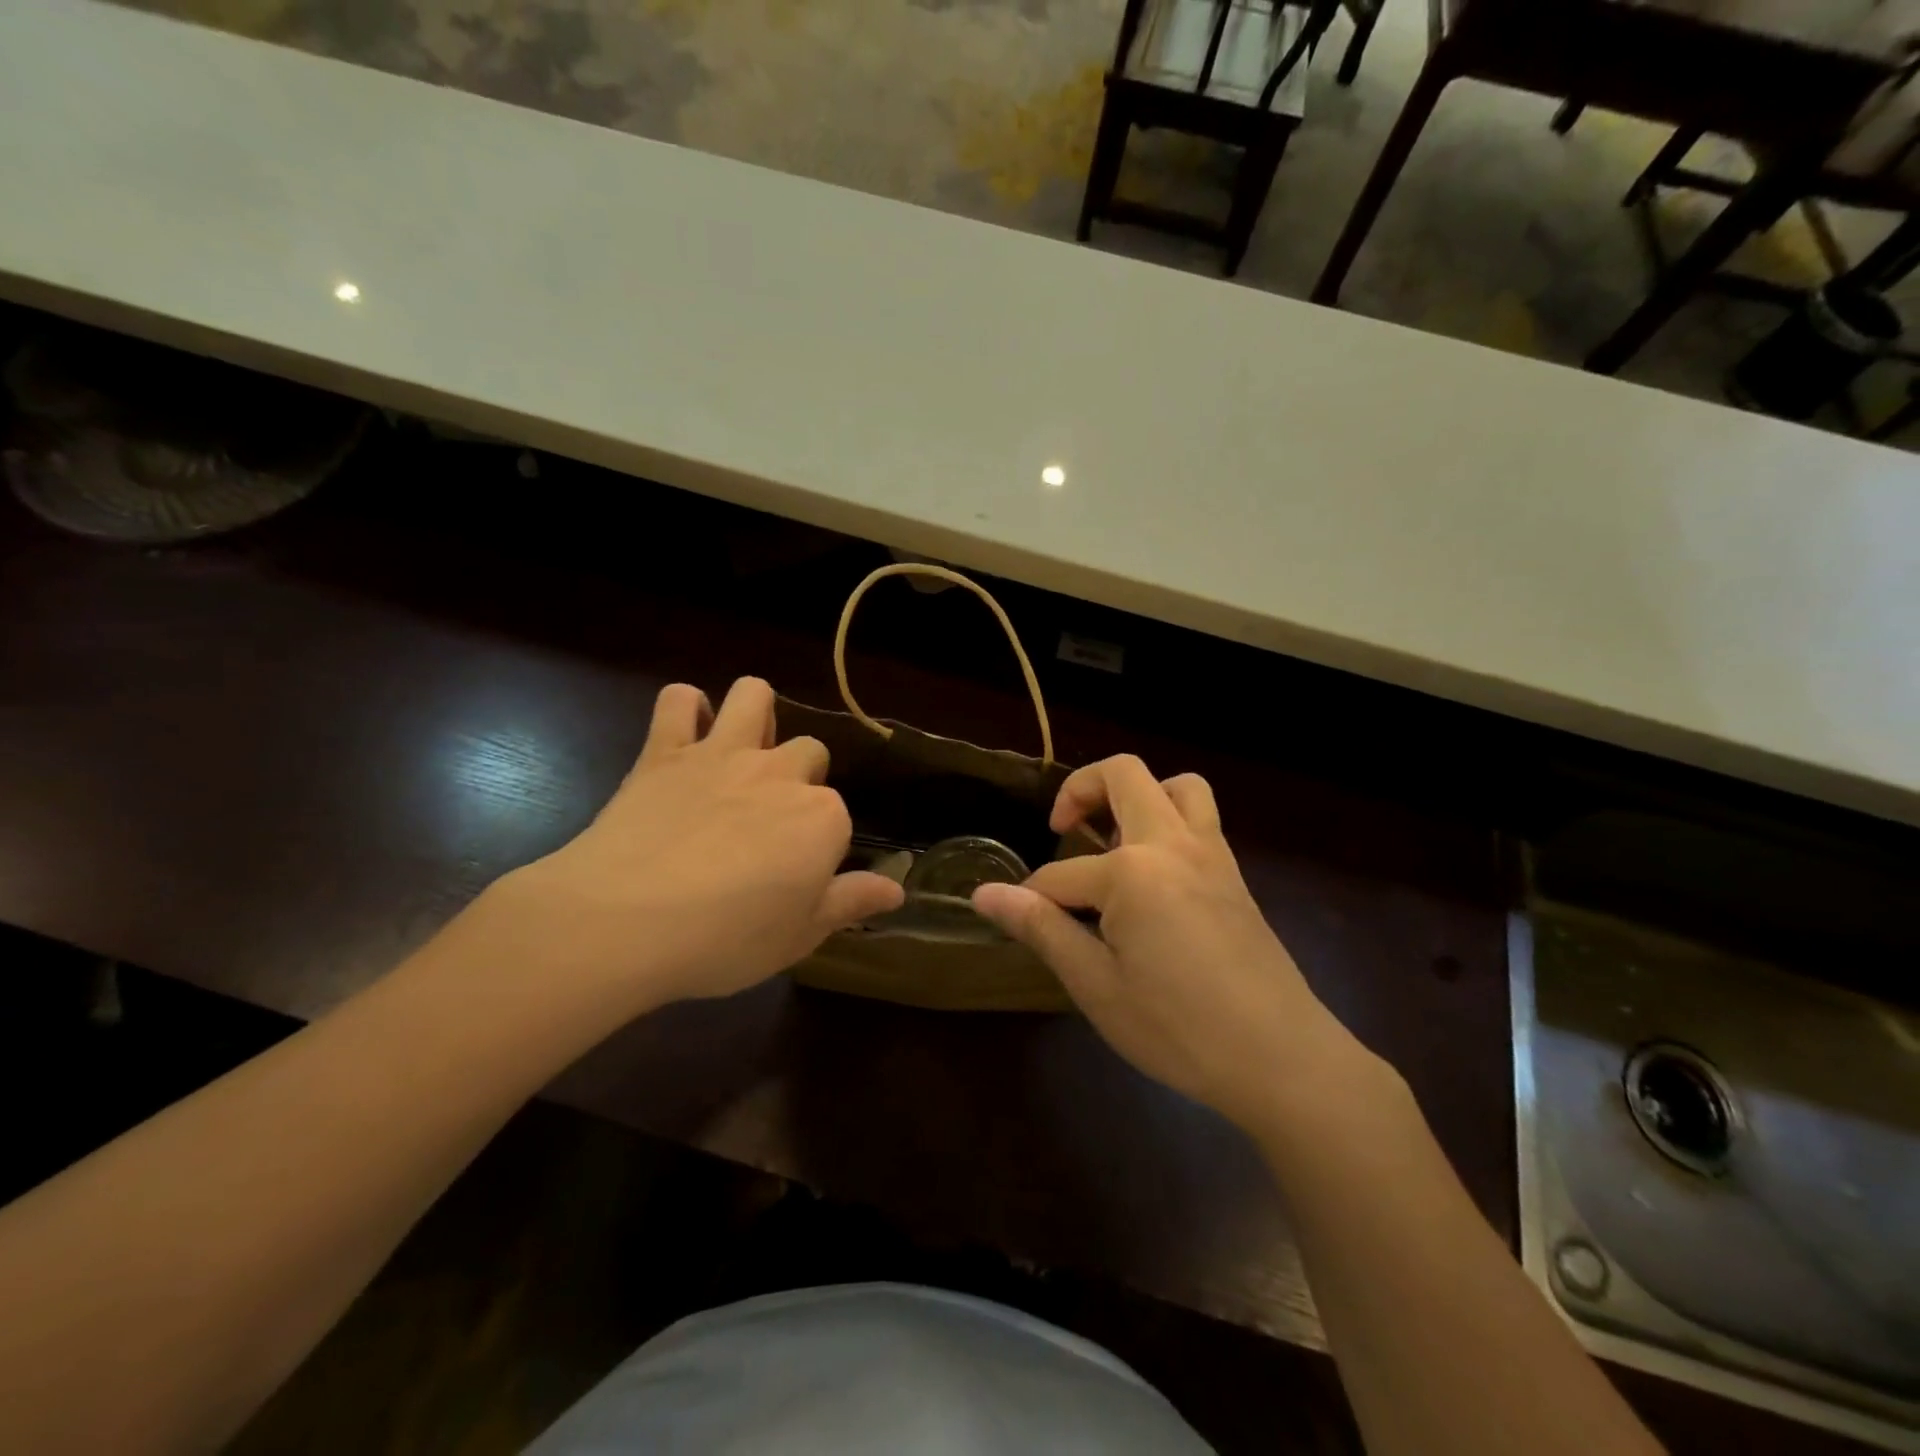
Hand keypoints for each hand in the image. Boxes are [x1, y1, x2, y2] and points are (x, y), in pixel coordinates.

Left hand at [490, 677, 902, 1013]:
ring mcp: (723, 754)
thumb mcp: (800, 936)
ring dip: (755, 711)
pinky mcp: (665, 750)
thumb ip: (851, 902)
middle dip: (799, 776)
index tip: (797, 874)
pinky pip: (678, 701)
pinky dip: (685, 709)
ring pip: (753, 695)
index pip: (837, 816)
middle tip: (769, 821)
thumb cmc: (725, 939)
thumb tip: (897, 889)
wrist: (624, 922)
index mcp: (822, 818)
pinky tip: (686, 733)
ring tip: (744, 747)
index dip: (819, 843)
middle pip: (809, 751)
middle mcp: (781, 773)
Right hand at [972, 755, 1359, 1130]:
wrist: (1281, 1059)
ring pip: (1176, 784)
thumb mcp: (1096, 985)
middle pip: (1123, 775)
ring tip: (1113, 839)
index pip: (1061, 874)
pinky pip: (1201, 818)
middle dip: (1080, 790)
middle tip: (1061, 829)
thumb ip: (1041, 928)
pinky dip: (1169, 819)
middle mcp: (1172, 844)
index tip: (1016, 921)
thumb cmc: (1178, 1028)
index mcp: (1132, 872)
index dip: (1032, 900)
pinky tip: (1152, 873)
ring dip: (1138, 794)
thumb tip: (985, 895)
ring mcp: (1211, 853)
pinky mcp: (1233, 873)